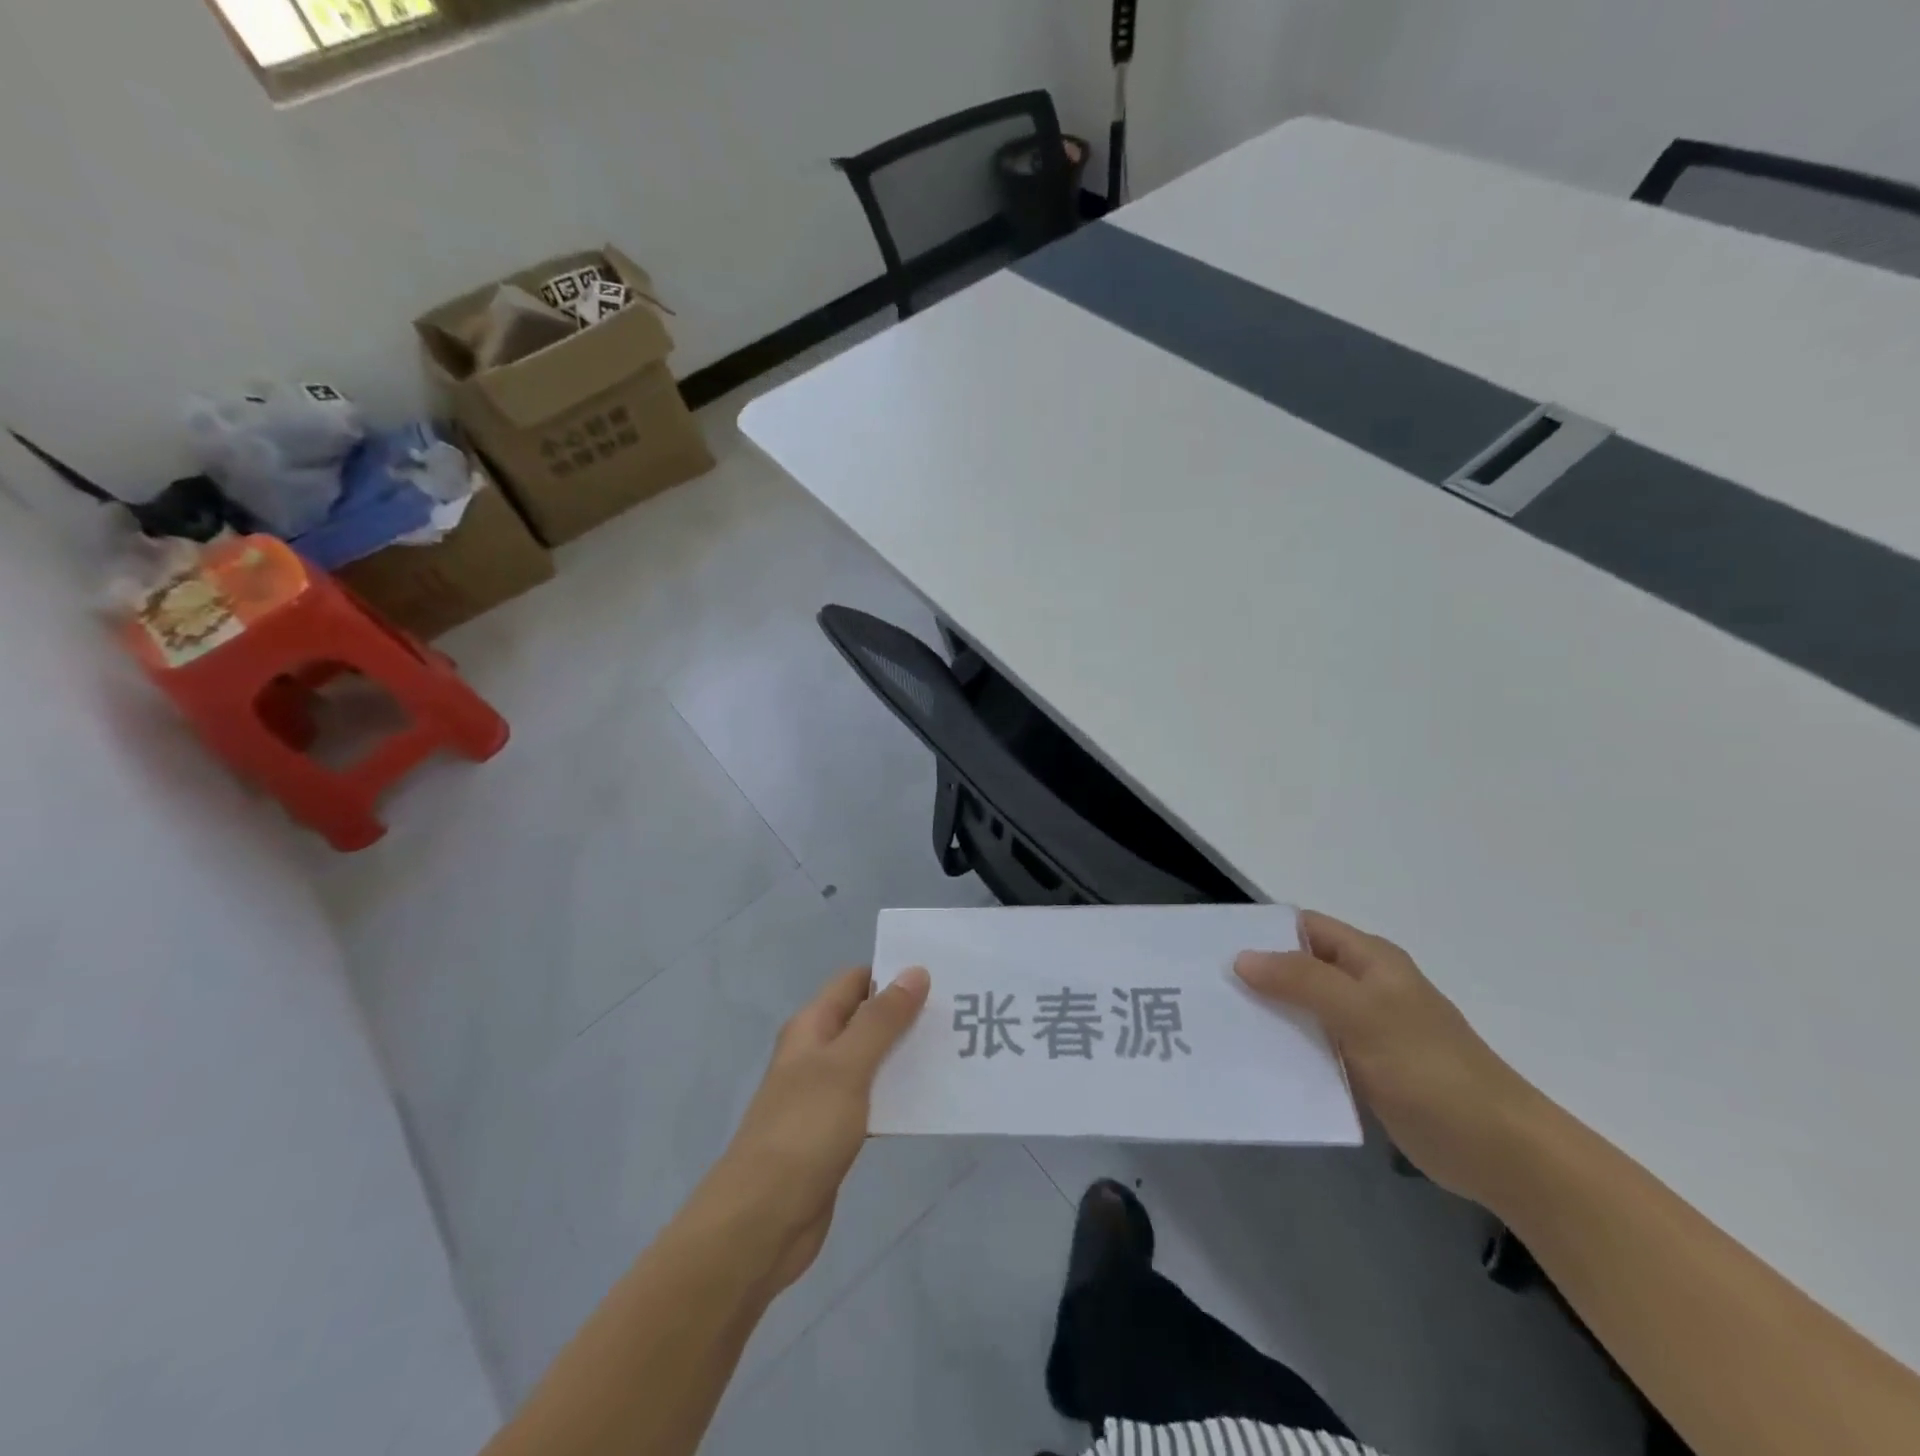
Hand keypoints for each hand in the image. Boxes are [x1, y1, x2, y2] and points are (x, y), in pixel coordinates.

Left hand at [699, 965, 929, 1292]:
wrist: (761, 1221)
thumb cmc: (803, 1130)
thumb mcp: (847, 1066)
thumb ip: (882, 1020)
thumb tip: (915, 971)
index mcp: (812, 1027)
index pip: (855, 982)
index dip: (892, 974)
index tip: (940, 976)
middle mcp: (817, 1054)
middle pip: (867, 1020)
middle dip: (908, 1015)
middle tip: (959, 1013)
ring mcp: (826, 1095)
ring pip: (874, 1061)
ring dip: (908, 1055)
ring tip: (957, 1050)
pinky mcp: (837, 1133)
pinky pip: (875, 1100)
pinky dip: (901, 1095)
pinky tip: (934, 1100)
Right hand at [1235, 911, 1544, 1204]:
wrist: (1499, 1151)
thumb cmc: (1431, 1070)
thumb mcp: (1363, 1014)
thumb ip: (1302, 981)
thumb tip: (1242, 958)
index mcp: (1368, 960)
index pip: (1303, 927)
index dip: (1261, 932)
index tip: (1214, 949)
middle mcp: (1363, 987)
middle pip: (1297, 968)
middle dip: (1255, 975)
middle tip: (1204, 989)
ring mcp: (1363, 1029)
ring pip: (1301, 1009)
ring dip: (1267, 1014)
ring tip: (1217, 1025)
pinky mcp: (1363, 1069)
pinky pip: (1313, 1047)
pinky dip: (1285, 1049)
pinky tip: (1253, 1061)